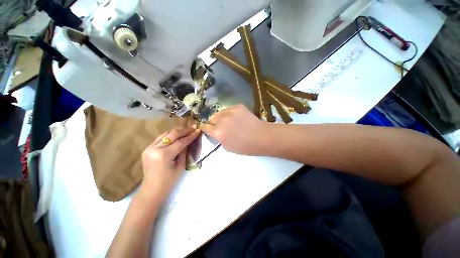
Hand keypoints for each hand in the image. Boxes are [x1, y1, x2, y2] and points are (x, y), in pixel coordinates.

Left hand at [139, 125, 200, 202]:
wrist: (151, 190)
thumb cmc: (169, 181)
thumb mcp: (180, 166)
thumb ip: (184, 151)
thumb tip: (188, 140)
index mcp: (164, 155)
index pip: (180, 142)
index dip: (190, 136)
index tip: (198, 130)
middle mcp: (155, 149)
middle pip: (172, 135)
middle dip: (184, 130)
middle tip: (193, 126)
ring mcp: (149, 148)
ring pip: (165, 134)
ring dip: (177, 130)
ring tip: (187, 128)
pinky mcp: (147, 148)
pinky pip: (160, 138)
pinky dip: (169, 135)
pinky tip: (176, 133)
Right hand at [200, 104, 270, 155]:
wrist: (261, 137)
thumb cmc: (244, 146)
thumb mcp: (227, 147)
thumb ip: (219, 138)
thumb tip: (218, 132)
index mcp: (218, 132)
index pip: (205, 127)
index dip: (205, 127)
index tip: (206, 128)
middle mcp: (222, 120)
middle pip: (212, 118)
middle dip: (214, 122)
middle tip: (221, 126)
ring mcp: (230, 111)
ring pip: (220, 112)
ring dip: (222, 117)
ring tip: (230, 121)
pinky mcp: (238, 106)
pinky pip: (230, 109)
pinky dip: (231, 113)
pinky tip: (238, 118)